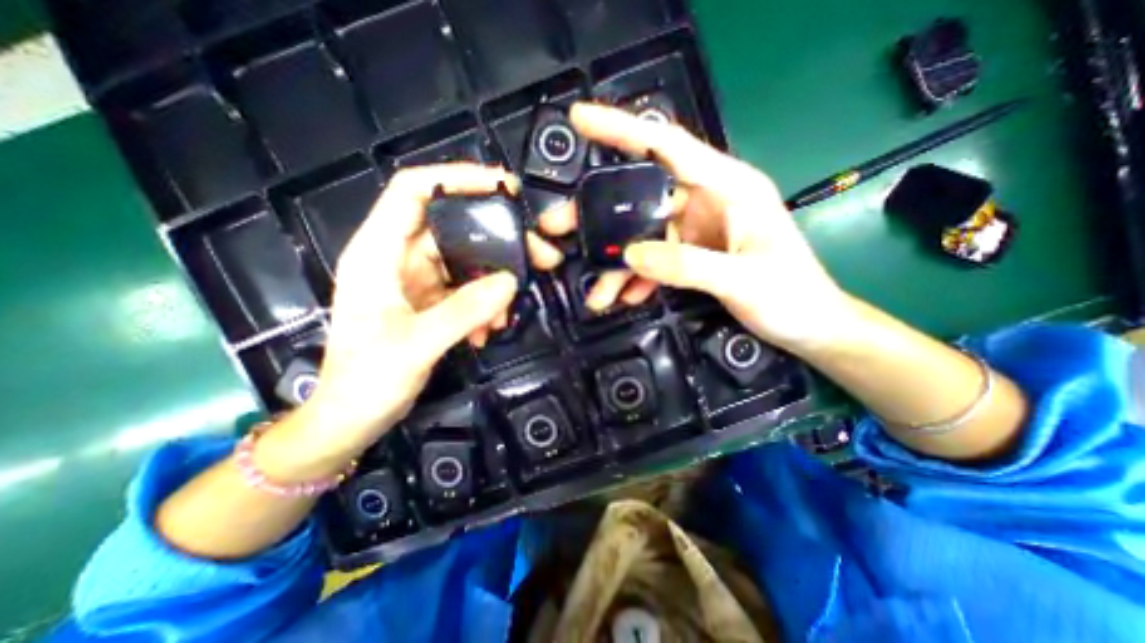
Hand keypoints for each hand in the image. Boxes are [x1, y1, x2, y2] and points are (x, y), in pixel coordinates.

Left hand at [263, 164, 560, 479]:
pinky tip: (488, 330)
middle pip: (455, 229)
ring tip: (507, 311)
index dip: (457, 179)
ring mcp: (418, 282)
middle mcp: (399, 259)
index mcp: (378, 252)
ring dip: (494, 284)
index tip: (504, 186)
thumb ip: (463, 311)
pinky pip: (468, 291)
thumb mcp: (414, 345)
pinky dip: (485, 306)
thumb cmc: (365, 381)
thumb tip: (509, 282)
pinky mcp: (432, 302)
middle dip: (498, 241)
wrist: (352, 419)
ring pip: (468, 263)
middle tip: (538, 254)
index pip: (414, 191)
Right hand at [538, 105, 848, 353]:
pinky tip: (624, 297)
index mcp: (727, 187)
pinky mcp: (691, 255)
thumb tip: (631, 256)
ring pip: (642, 237)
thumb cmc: (791, 296)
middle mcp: (706, 201)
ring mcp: (696, 230)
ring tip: (596, 293)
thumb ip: (687, 266)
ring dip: (617, 265)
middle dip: (601, 216)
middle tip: (561, 227)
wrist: (808, 326)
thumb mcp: (742, 280)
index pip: (667, 146)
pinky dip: (637, 279)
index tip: (580, 120)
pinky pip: (654, 261)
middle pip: (641, 197)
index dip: (622, 129)